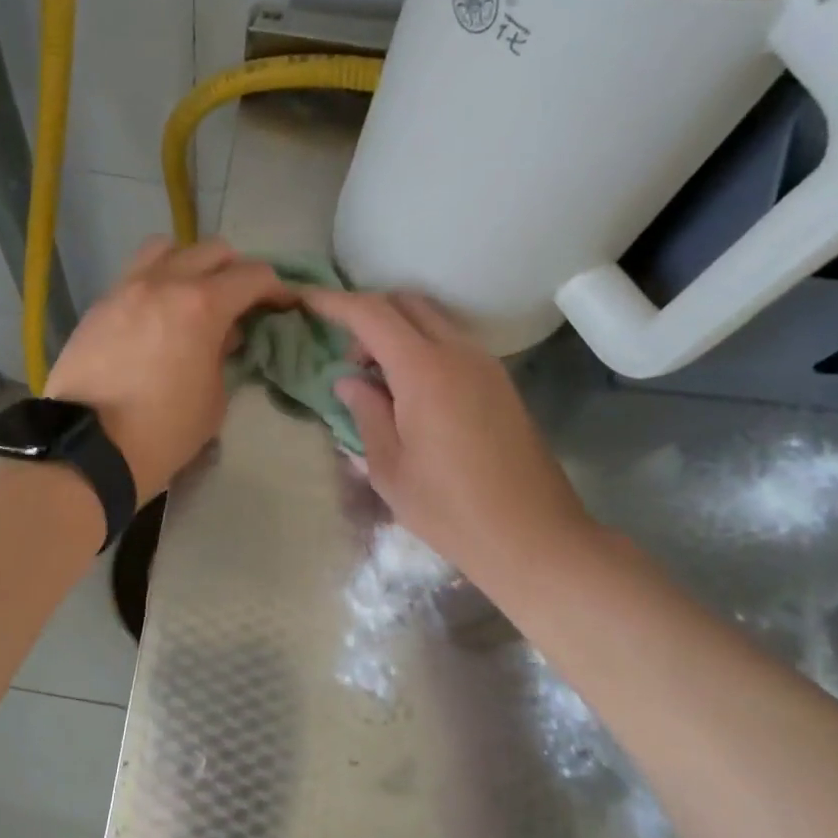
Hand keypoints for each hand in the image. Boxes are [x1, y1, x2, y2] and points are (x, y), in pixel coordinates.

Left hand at [45, 237, 291, 502]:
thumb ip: (223, 356)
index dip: (276, 288)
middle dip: (236, 271)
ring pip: (167, 248)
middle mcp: (163, 283)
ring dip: (190, 263)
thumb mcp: (213, 400)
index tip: (283, 304)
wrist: (89, 448)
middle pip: (212, 250)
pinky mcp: (99, 305)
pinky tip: (157, 315)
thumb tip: (223, 335)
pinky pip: (135, 274)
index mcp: (201, 305)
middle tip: (241, 302)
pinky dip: (156, 282)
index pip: (252, 276)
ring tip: (193, 295)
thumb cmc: (163, 432)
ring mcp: (125, 289)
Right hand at [304, 289, 598, 590]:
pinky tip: (411, 396)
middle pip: (407, 304)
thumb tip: (349, 381)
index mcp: (425, 371)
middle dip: (369, 315)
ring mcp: (486, 366)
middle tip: (349, 361)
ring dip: (398, 334)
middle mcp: (460, 354)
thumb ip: (366, 413)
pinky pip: (453, 345)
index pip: (372, 315)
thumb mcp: (389, 468)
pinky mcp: (501, 384)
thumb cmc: (449, 509)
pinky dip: (423, 350)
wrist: (532, 536)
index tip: (305, 301)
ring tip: (378, 383)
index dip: (334, 303)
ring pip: (433, 322)